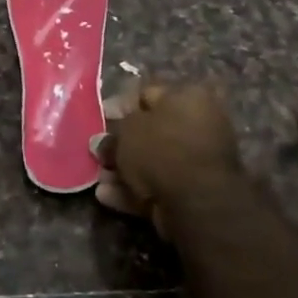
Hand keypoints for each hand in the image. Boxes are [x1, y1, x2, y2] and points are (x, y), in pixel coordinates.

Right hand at [93, 82, 240, 237]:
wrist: (197, 203)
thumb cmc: (161, 150)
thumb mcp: (127, 132)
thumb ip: (112, 135)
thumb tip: (101, 142)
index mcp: (188, 97)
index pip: (148, 94)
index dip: (121, 107)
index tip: (102, 121)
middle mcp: (198, 124)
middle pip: (151, 132)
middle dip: (122, 145)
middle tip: (98, 154)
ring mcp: (198, 161)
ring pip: (153, 162)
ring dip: (124, 170)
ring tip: (99, 179)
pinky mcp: (194, 193)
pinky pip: (159, 186)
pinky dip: (133, 191)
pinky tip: (107, 196)